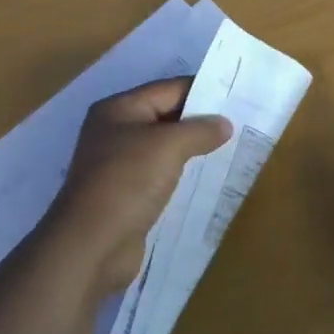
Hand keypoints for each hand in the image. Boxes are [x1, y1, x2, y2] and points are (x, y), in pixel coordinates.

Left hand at [41, 78, 231, 295]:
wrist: (92, 244)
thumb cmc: (127, 181)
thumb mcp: (169, 146)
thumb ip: (199, 130)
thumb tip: (224, 124)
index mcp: (119, 109)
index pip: (168, 89)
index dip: (202, 91)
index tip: (237, 97)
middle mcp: (115, 132)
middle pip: (166, 117)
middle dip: (200, 121)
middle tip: (241, 123)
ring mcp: (119, 165)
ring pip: (164, 148)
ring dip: (194, 150)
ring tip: (232, 150)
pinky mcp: (126, 195)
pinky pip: (161, 175)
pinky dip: (183, 174)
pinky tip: (208, 179)